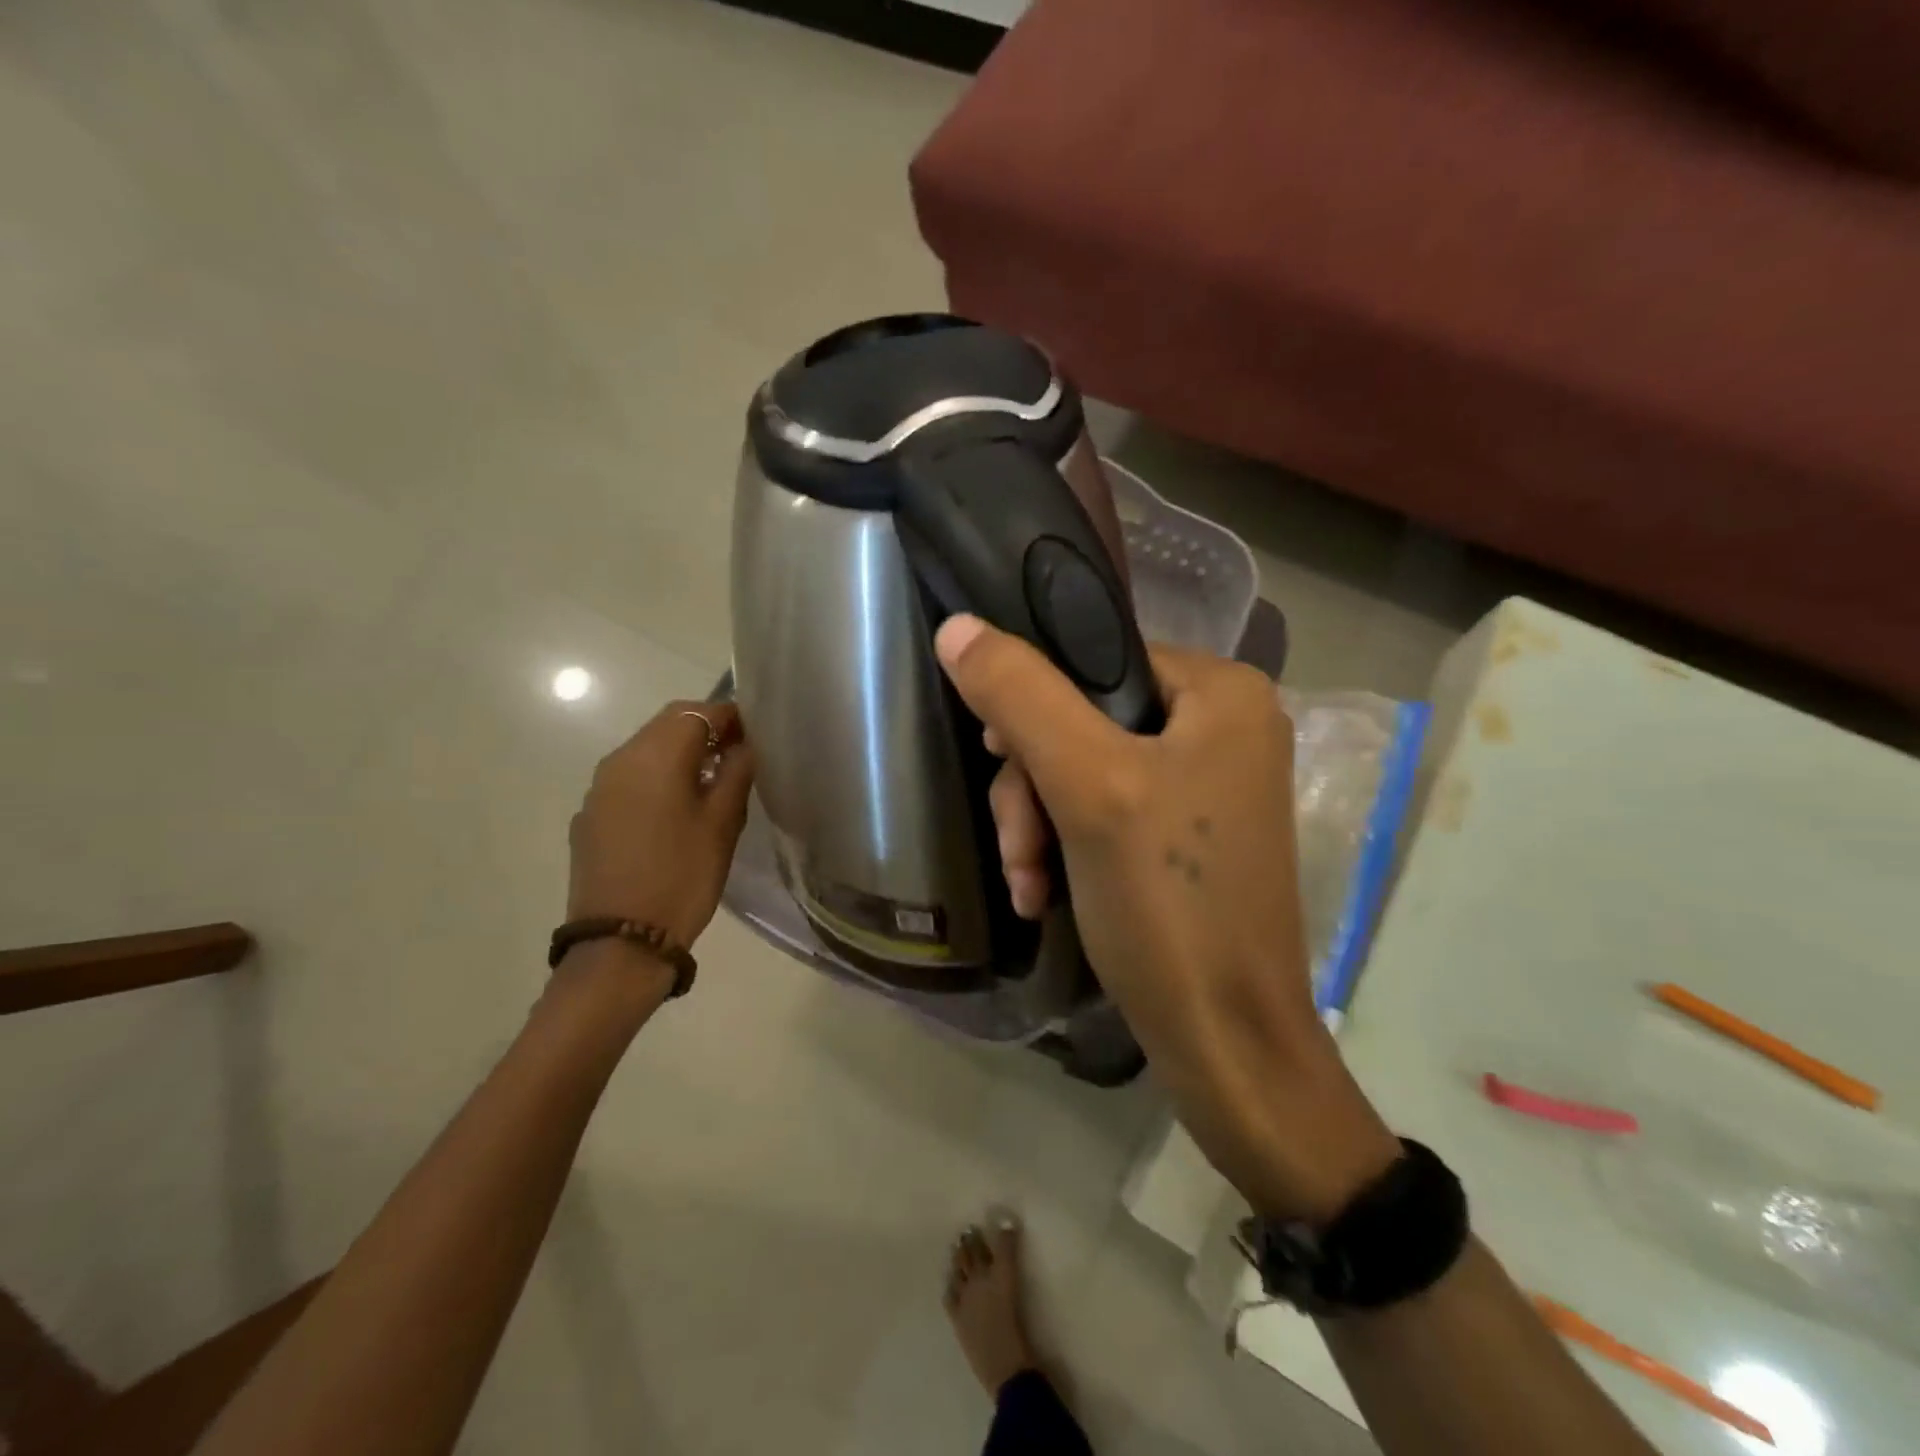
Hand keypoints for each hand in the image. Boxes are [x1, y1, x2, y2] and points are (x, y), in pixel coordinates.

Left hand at [567, 701, 754, 953]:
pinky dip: (656, 778)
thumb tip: (744, 745)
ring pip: (645, 750)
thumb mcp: (723, 823)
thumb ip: (737, 773)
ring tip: (711, 782)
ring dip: (679, 753)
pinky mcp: (590, 815)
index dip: (730, 716)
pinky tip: (674, 810)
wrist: (621, 940)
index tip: (756, 733)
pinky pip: (628, 779)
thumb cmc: (683, 876)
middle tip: (738, 754)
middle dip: (705, 729)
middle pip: (667, 724)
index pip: (698, 712)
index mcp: (655, 755)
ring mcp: (599, 788)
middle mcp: (620, 760)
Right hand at [935, 616, 1398, 1220]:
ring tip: (1027, 884)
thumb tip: (958, 626)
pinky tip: (1040, 894)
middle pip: (1084, 719)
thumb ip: (1022, 696)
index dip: (1034, 704)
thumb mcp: (1087, 787)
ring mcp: (1206, 785)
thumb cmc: (1168, 902)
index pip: (1094, 658)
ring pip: (1084, 770)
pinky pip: (1104, 812)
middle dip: (1033, 786)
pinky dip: (1064, 848)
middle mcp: (1223, 726)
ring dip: (1039, 825)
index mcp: (1221, 692)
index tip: (997, 758)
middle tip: (1019, 845)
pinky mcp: (1185, 836)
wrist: (1226, 1044)